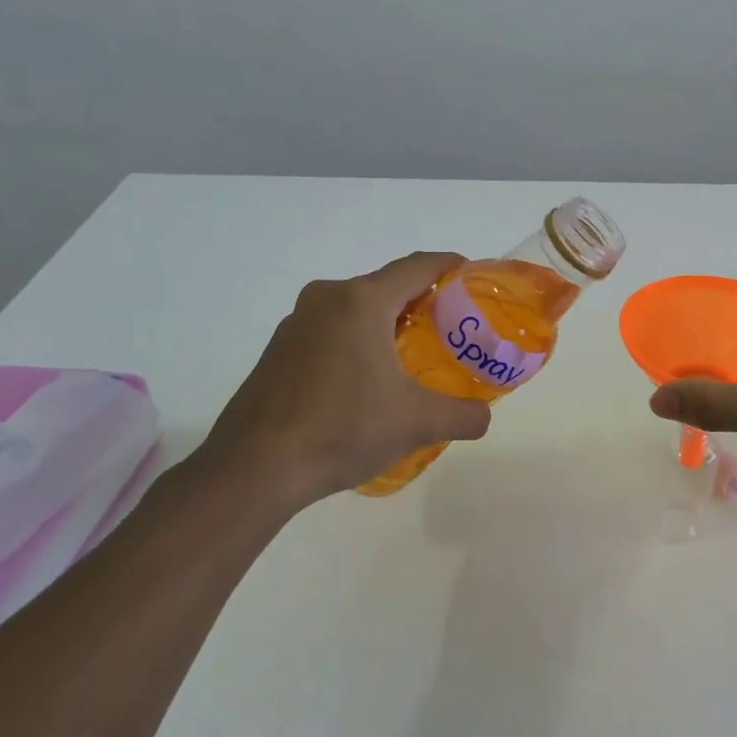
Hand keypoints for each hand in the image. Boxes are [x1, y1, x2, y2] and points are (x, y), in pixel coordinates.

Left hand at [186, 252, 491, 516]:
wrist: (253, 470)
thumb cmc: (341, 430)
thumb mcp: (416, 423)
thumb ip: (463, 415)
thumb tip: (484, 417)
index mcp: (361, 301)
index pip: (419, 266)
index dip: (453, 267)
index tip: (477, 281)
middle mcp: (327, 299)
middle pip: (389, 286)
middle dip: (425, 302)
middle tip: (455, 330)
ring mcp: (297, 324)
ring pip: (358, 310)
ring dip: (390, 324)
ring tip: (417, 358)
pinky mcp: (280, 351)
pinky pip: (333, 331)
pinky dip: (361, 342)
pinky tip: (370, 382)